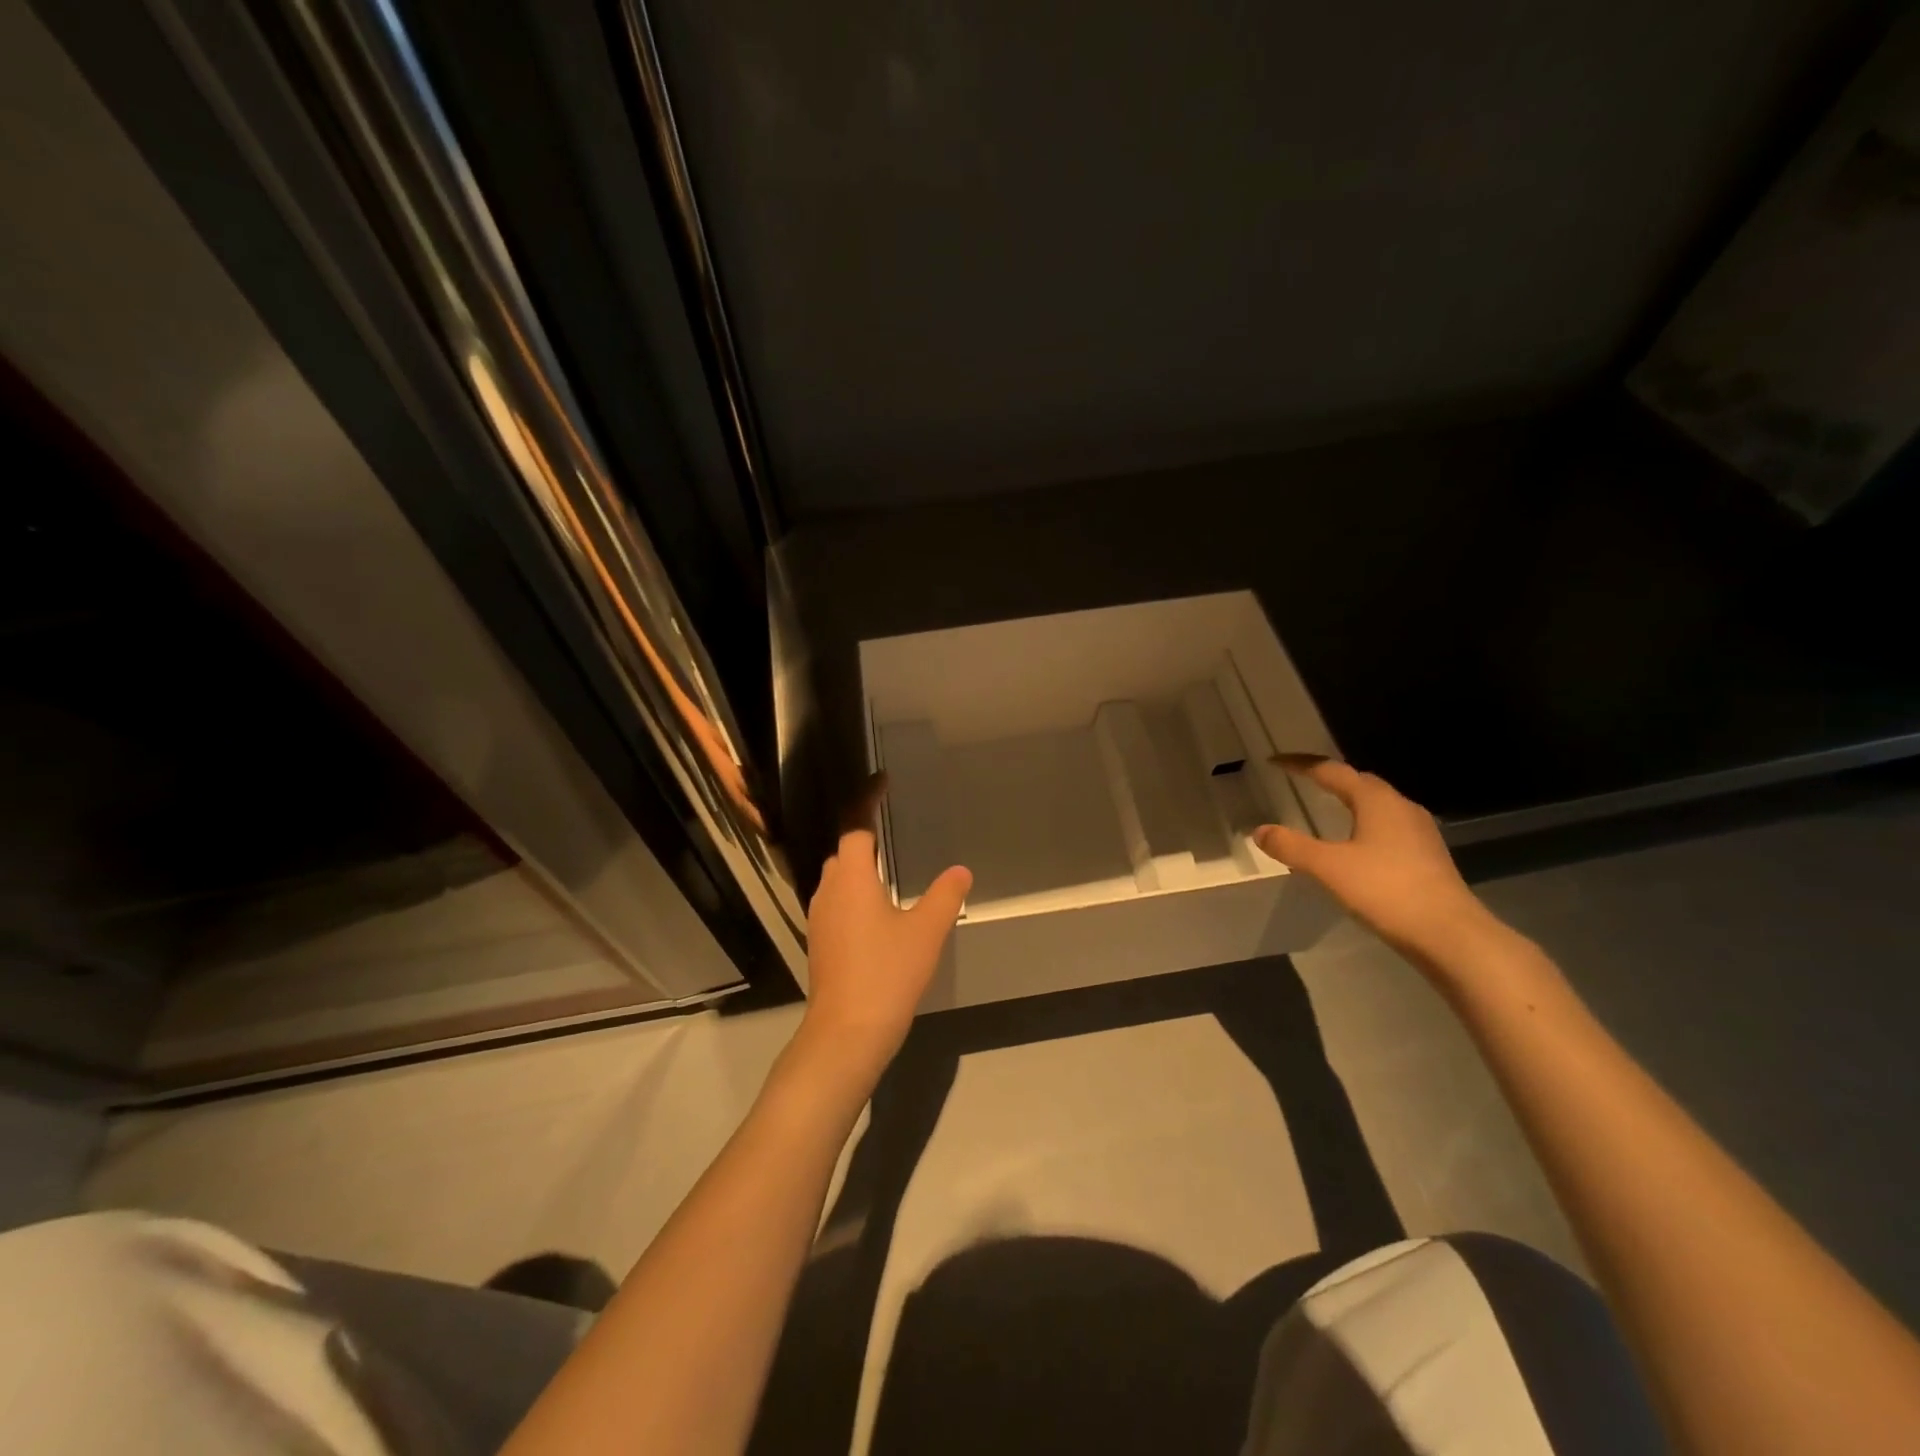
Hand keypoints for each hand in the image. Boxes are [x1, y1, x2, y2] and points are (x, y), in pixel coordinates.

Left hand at [797, 807, 970, 1080]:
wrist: (846, 1033)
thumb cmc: (887, 973)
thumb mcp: (926, 931)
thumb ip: (945, 896)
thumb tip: (961, 871)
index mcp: (851, 878)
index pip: (855, 825)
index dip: (866, 799)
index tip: (881, 780)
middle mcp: (828, 890)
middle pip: (843, 850)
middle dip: (863, 833)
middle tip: (888, 822)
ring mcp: (820, 918)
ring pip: (837, 878)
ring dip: (858, 865)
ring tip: (886, 863)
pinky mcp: (821, 942)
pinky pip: (837, 901)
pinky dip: (854, 891)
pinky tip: (875, 908)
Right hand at [1255, 757, 1491, 966]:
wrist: (1450, 934)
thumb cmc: (1386, 890)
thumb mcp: (1328, 867)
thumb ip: (1291, 846)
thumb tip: (1259, 831)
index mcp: (1376, 801)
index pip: (1332, 771)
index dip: (1301, 764)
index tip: (1275, 762)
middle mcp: (1400, 807)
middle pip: (1360, 782)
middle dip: (1330, 777)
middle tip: (1302, 779)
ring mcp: (1419, 832)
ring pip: (1378, 804)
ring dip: (1350, 800)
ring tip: (1327, 807)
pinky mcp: (1427, 856)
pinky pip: (1389, 826)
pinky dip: (1365, 823)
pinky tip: (1357, 843)